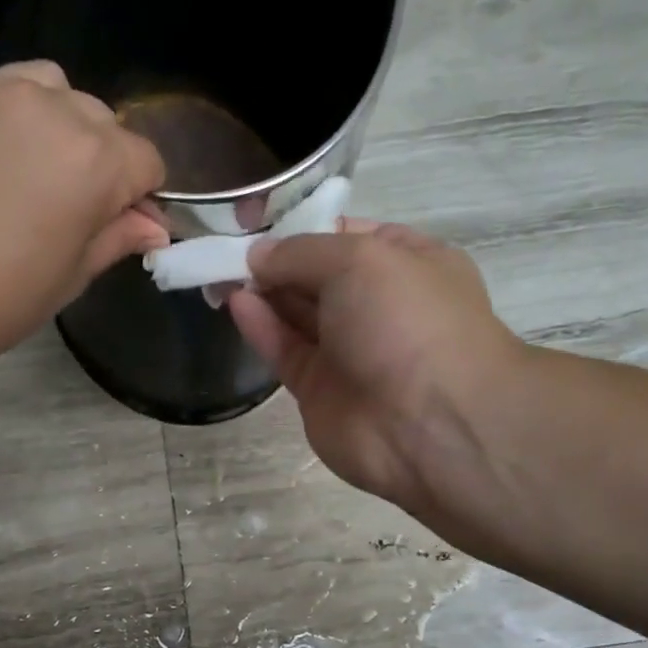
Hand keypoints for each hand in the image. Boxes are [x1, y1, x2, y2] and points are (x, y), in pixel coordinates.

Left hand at [0, 62, 168, 382]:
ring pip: (49, 90)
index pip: (146, 160)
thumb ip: (115, 238)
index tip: (117, 225)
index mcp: (93, 158)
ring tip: (25, 174)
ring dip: (54, 126)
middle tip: (66, 210)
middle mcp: (49, 106)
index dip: (139, 196)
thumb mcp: (68, 278)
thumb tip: (153, 226)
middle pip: (100, 121)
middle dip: (99, 160)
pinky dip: (2, 120)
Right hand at [227, 220, 523, 519]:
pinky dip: (261, 326)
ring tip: (218, 272)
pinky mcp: (320, 389)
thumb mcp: (360, 260)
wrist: (429, 426)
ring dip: (261, 291)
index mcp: (408, 263)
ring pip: (297, 314)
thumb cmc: (408, 321)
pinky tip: (234, 303)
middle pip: (317, 275)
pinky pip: (286, 349)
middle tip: (226, 247)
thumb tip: (258, 255)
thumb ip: (301, 252)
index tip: (255, 221)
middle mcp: (380, 304)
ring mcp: (350, 349)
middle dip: (275, 261)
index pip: (347, 234)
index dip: (303, 226)